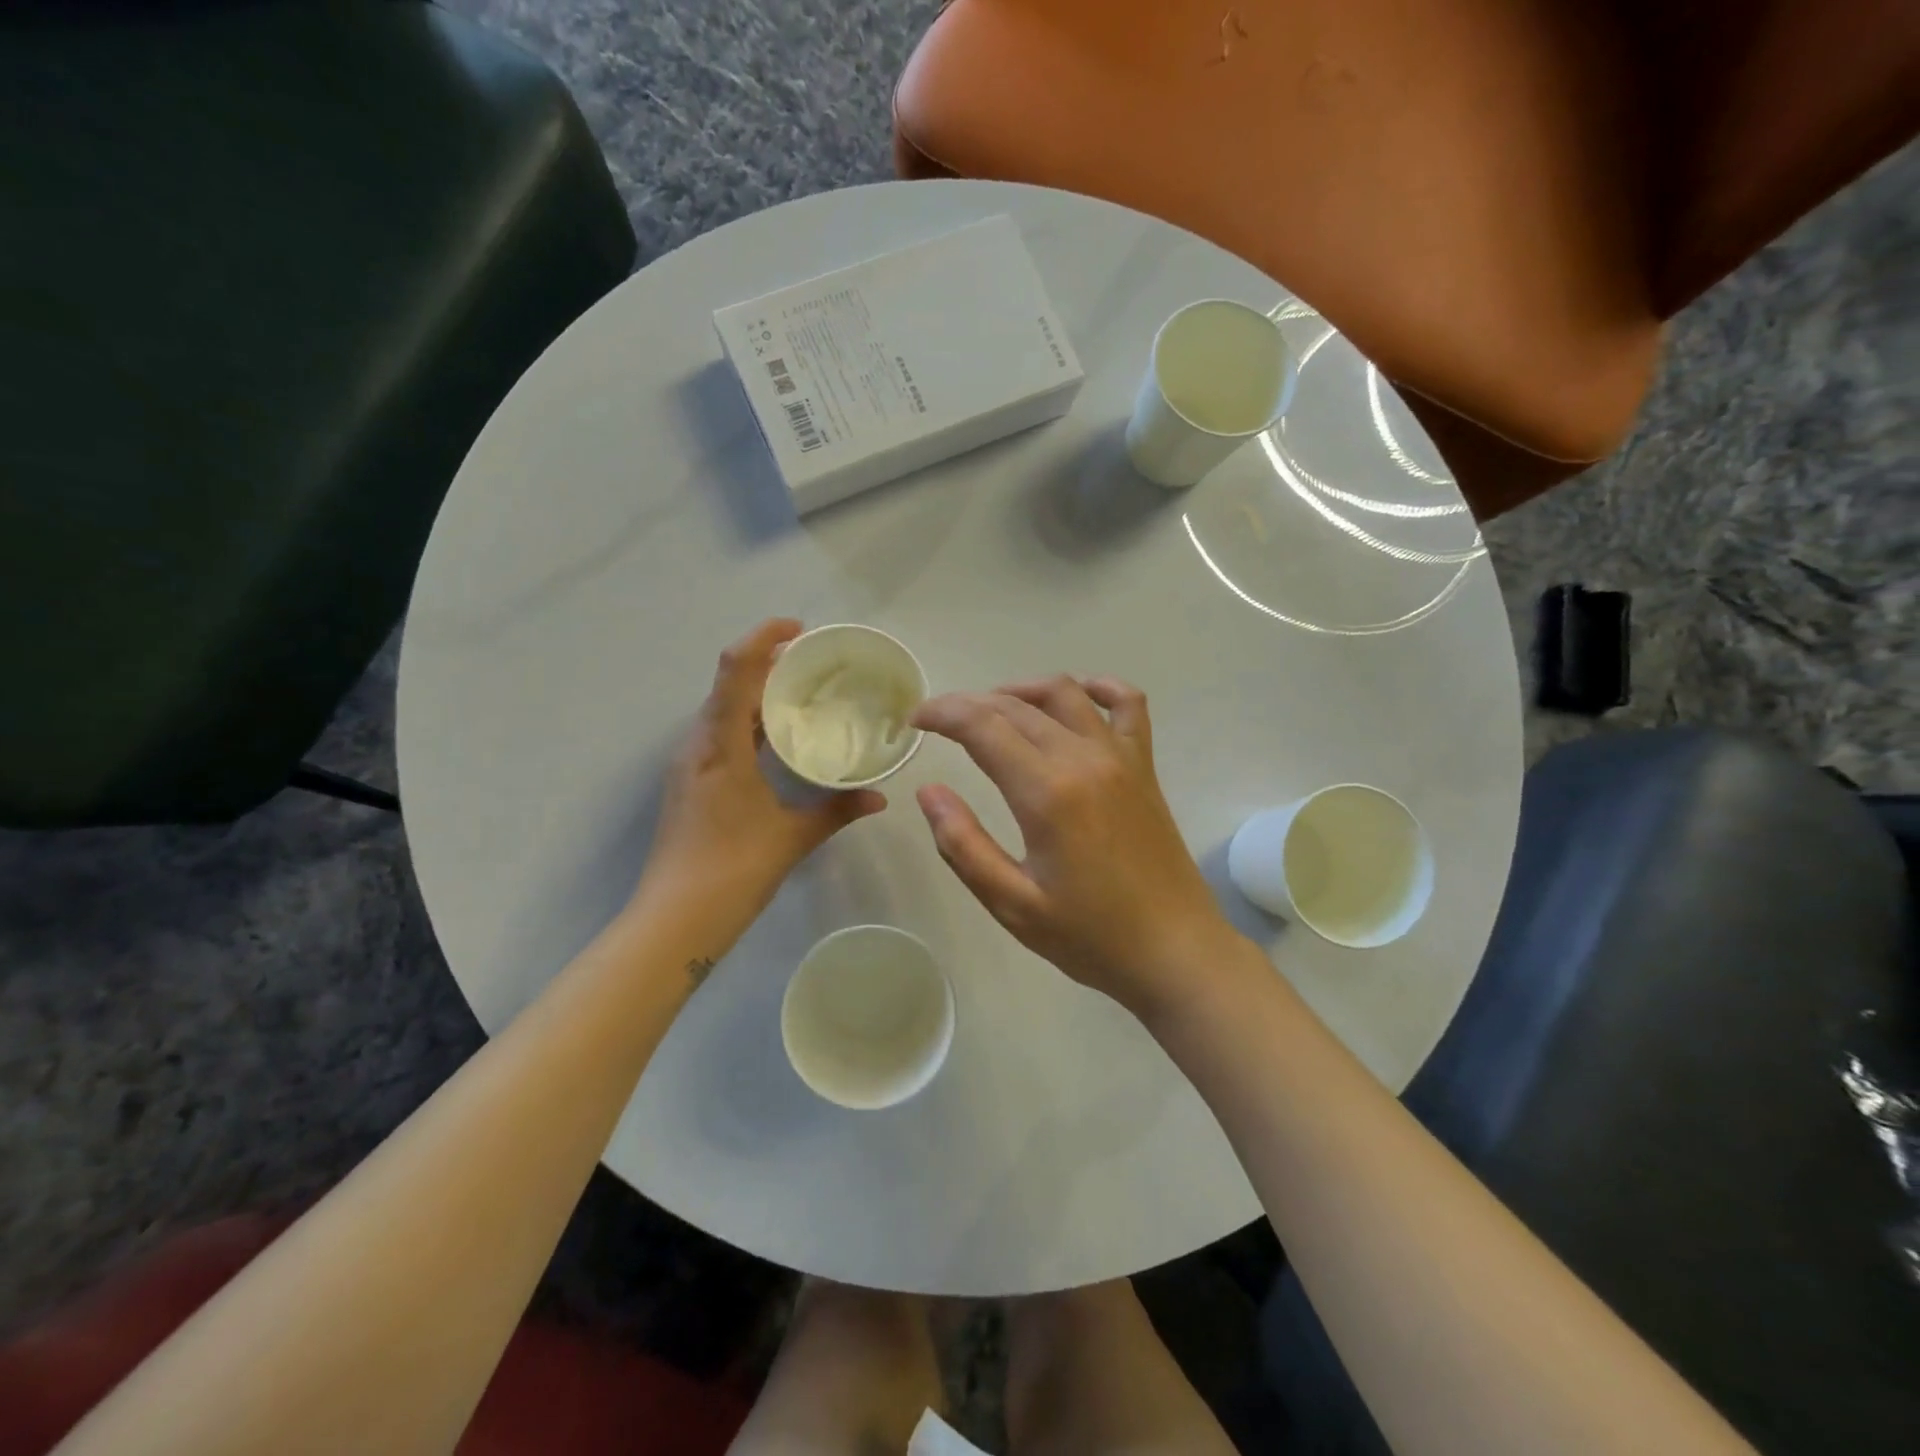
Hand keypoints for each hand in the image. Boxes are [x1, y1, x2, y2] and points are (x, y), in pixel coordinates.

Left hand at [635, 619, 884, 936]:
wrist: (675, 919)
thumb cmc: (733, 869)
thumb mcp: (793, 836)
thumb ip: (838, 810)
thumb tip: (879, 797)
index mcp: (720, 744)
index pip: (736, 670)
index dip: (763, 637)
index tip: (799, 630)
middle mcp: (698, 743)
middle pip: (728, 684)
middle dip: (767, 664)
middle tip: (814, 665)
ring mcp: (689, 763)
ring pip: (722, 710)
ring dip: (757, 694)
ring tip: (802, 696)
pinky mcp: (690, 782)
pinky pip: (720, 734)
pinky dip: (749, 723)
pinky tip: (778, 742)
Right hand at [911, 675, 1239, 1016]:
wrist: (1175, 951)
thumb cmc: (1089, 936)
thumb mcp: (1012, 904)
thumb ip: (963, 845)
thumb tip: (928, 791)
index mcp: (1046, 793)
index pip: (982, 726)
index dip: (941, 714)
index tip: (914, 722)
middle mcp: (1083, 759)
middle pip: (1016, 706)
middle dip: (969, 704)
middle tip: (939, 722)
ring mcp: (1120, 757)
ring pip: (1064, 694)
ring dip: (1021, 690)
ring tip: (991, 709)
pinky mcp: (1144, 767)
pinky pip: (1127, 705)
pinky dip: (1098, 688)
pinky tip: (1076, 697)